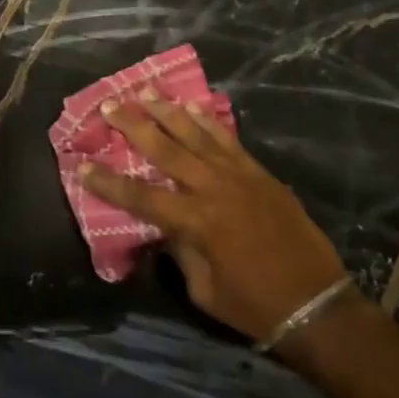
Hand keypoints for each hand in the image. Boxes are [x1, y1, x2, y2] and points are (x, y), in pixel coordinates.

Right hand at [80, 92, 347, 342]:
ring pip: (196, 135)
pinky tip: (193, 107)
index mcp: (195, 222)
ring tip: (146, 91)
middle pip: (165, 150)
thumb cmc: (254, 306)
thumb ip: (180, 251)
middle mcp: (213, 190)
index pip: (140, 196)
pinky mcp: (260, 173)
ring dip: (168, 111)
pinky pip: (228, 139)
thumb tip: (165, 225)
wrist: (317, 303)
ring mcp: (239, 176)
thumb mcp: (204, 289)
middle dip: (134, 126)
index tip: (81, 164)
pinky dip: (208, 121)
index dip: (108, 181)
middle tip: (110, 105)